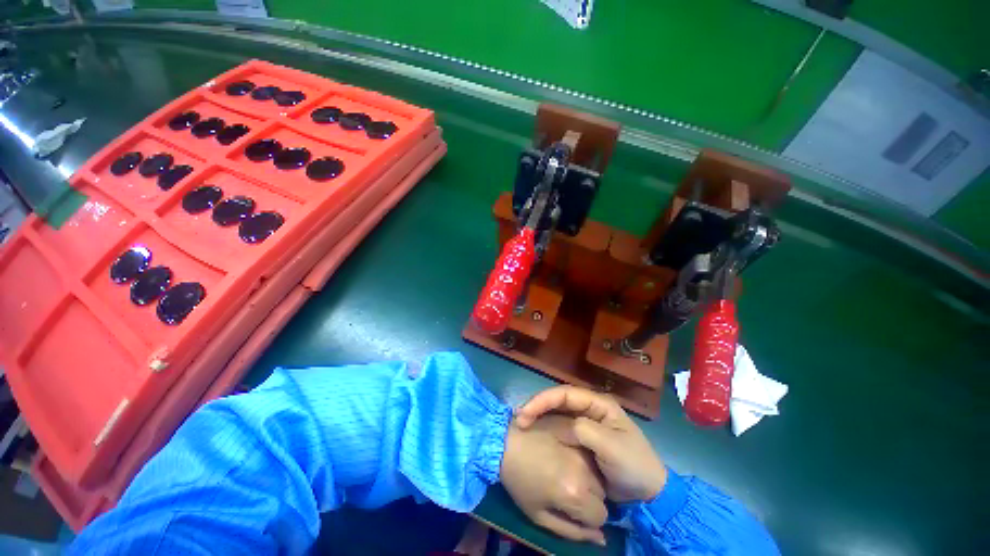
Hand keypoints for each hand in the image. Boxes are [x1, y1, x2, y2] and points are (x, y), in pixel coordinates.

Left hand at [501, 415, 607, 545]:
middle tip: (566, 488)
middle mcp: (584, 469)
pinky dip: (583, 456)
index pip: (601, 516)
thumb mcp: (539, 515)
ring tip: (565, 470)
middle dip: (589, 496)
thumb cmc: (519, 480)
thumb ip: (573, 531)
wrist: (505, 440)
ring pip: (597, 471)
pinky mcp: (574, 430)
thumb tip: (601, 538)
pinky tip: (565, 453)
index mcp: (575, 493)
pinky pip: (588, 450)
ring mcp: (579, 446)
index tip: (571, 509)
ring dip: (588, 476)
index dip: (587, 517)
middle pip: (602, 492)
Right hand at [515, 386, 666, 502]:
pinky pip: (558, 428)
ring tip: (522, 427)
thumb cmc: (632, 466)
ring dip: (539, 417)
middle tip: (519, 422)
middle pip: (557, 401)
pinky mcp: (580, 438)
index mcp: (597, 404)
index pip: (565, 393)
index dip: (543, 400)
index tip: (525, 414)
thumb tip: (564, 427)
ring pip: (555, 413)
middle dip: (537, 407)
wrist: (645, 494)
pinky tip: (535, 436)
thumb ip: (586, 431)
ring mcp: (584, 422)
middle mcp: (588, 408)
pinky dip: (545, 430)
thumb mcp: (611, 447)